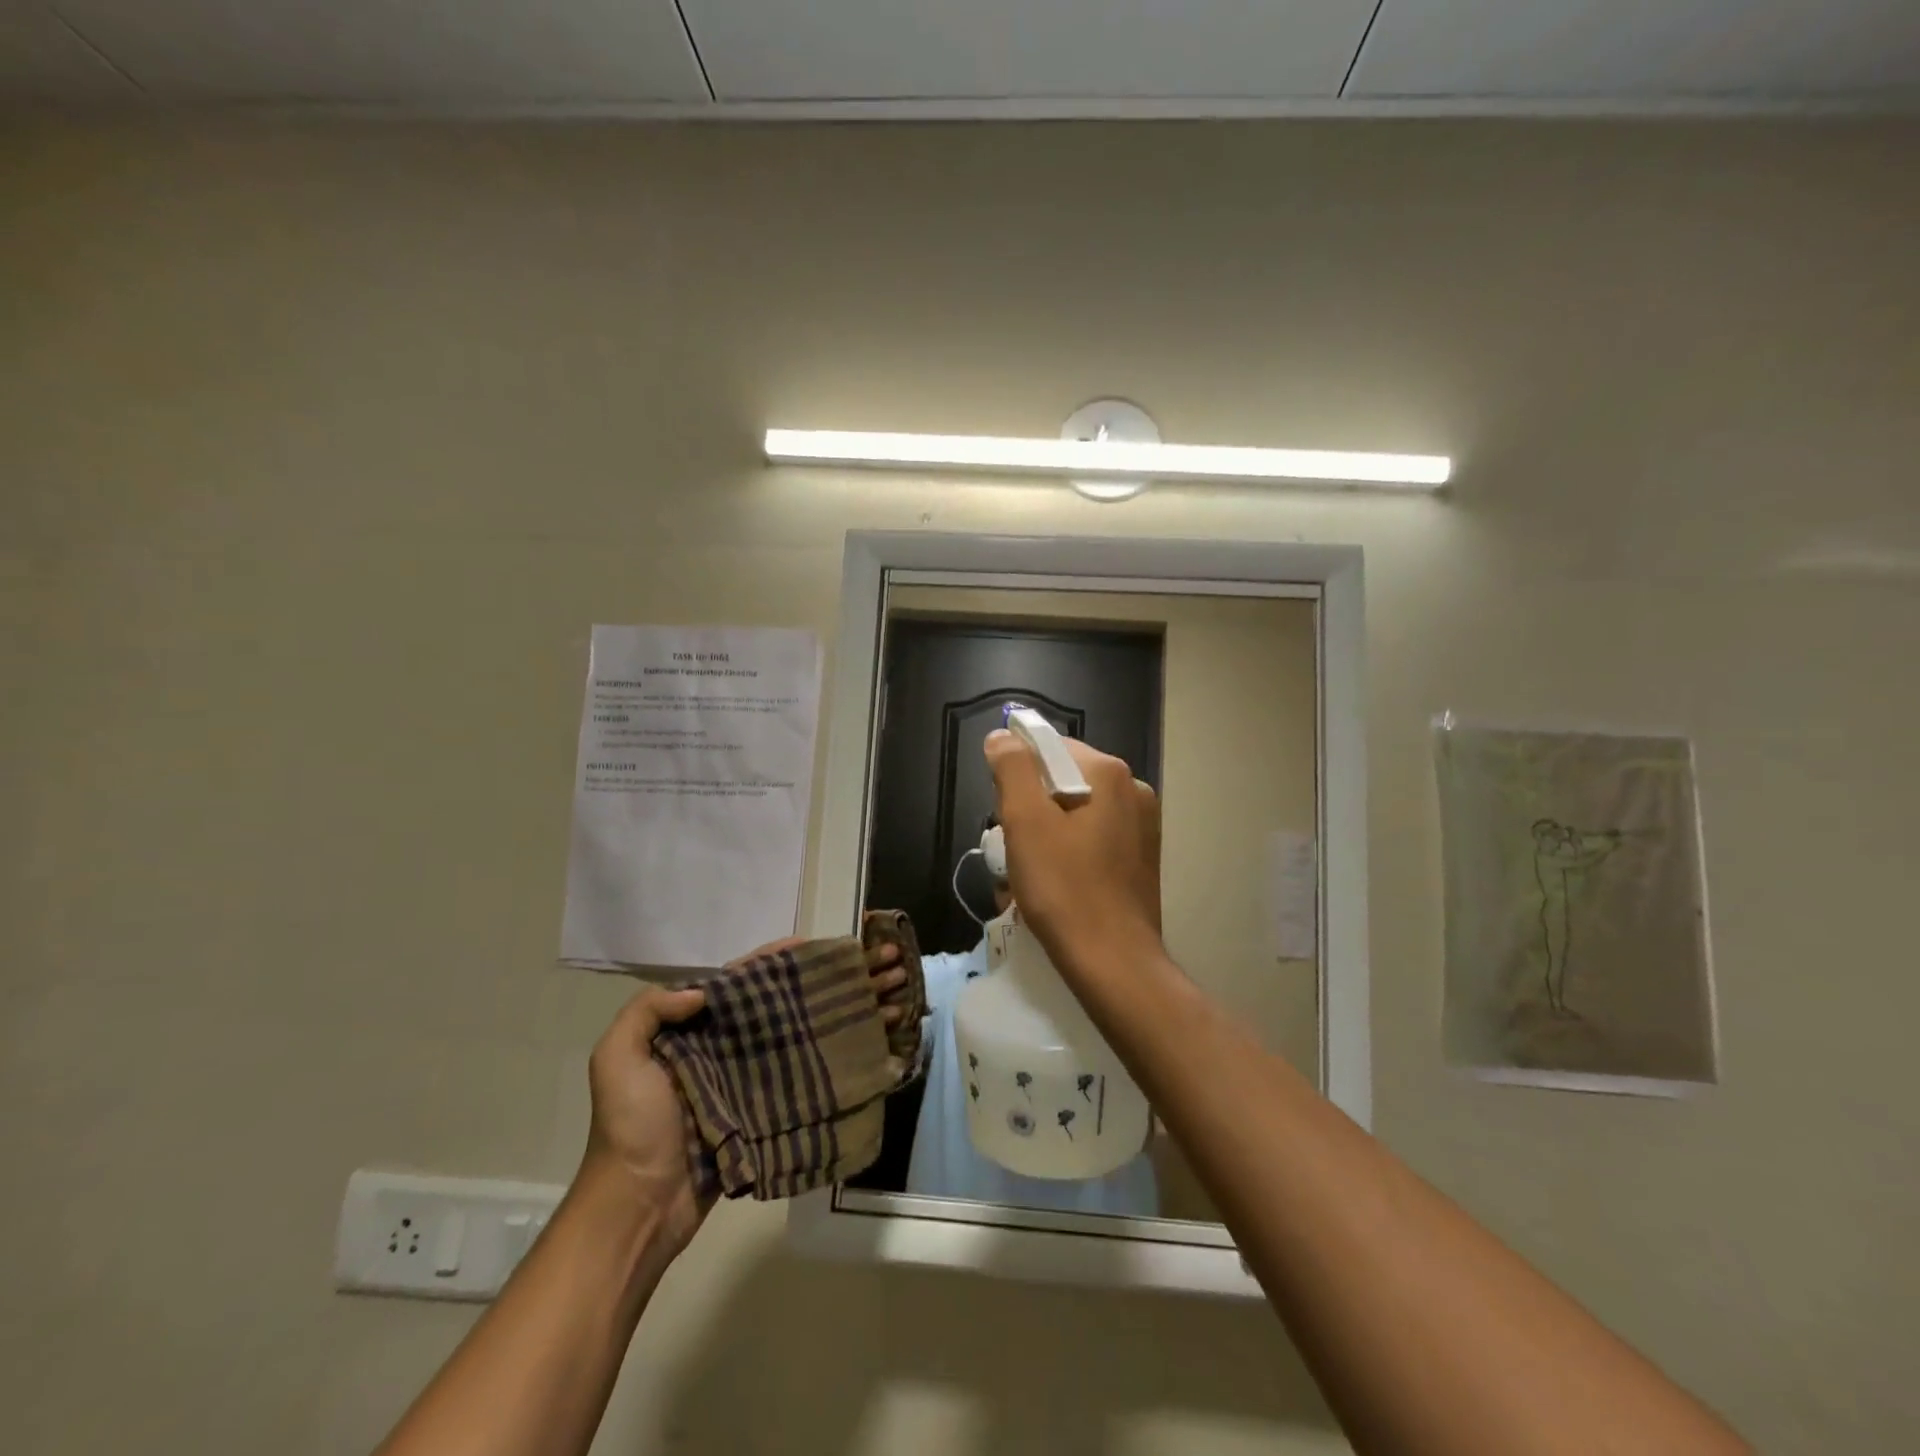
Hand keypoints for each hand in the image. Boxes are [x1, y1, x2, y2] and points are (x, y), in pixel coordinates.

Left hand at [579, 935, 909, 1258]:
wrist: (640, 1205)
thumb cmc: (631, 1126)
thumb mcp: (617, 1058)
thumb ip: (648, 1011)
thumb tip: (703, 993)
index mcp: (685, 1031)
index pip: (730, 985)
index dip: (765, 962)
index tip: (804, 945)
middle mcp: (714, 1049)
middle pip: (761, 1007)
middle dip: (795, 986)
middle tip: (839, 971)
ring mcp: (737, 1081)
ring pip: (778, 1039)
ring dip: (809, 1020)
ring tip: (849, 1000)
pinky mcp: (756, 1112)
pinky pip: (786, 1078)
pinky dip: (811, 1061)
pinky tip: (841, 1047)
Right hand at [984, 729, 1162, 979]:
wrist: (1113, 963)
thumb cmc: (1064, 889)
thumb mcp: (1025, 822)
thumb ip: (1012, 769)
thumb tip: (1003, 736)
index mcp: (1109, 773)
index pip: (1048, 747)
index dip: (1016, 775)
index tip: (1003, 813)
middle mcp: (1133, 790)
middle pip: (1062, 780)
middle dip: (1031, 809)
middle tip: (1013, 849)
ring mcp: (1142, 825)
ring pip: (1075, 812)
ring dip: (1045, 834)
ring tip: (1028, 874)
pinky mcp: (1140, 857)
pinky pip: (1092, 838)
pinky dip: (1068, 852)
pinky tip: (1054, 884)